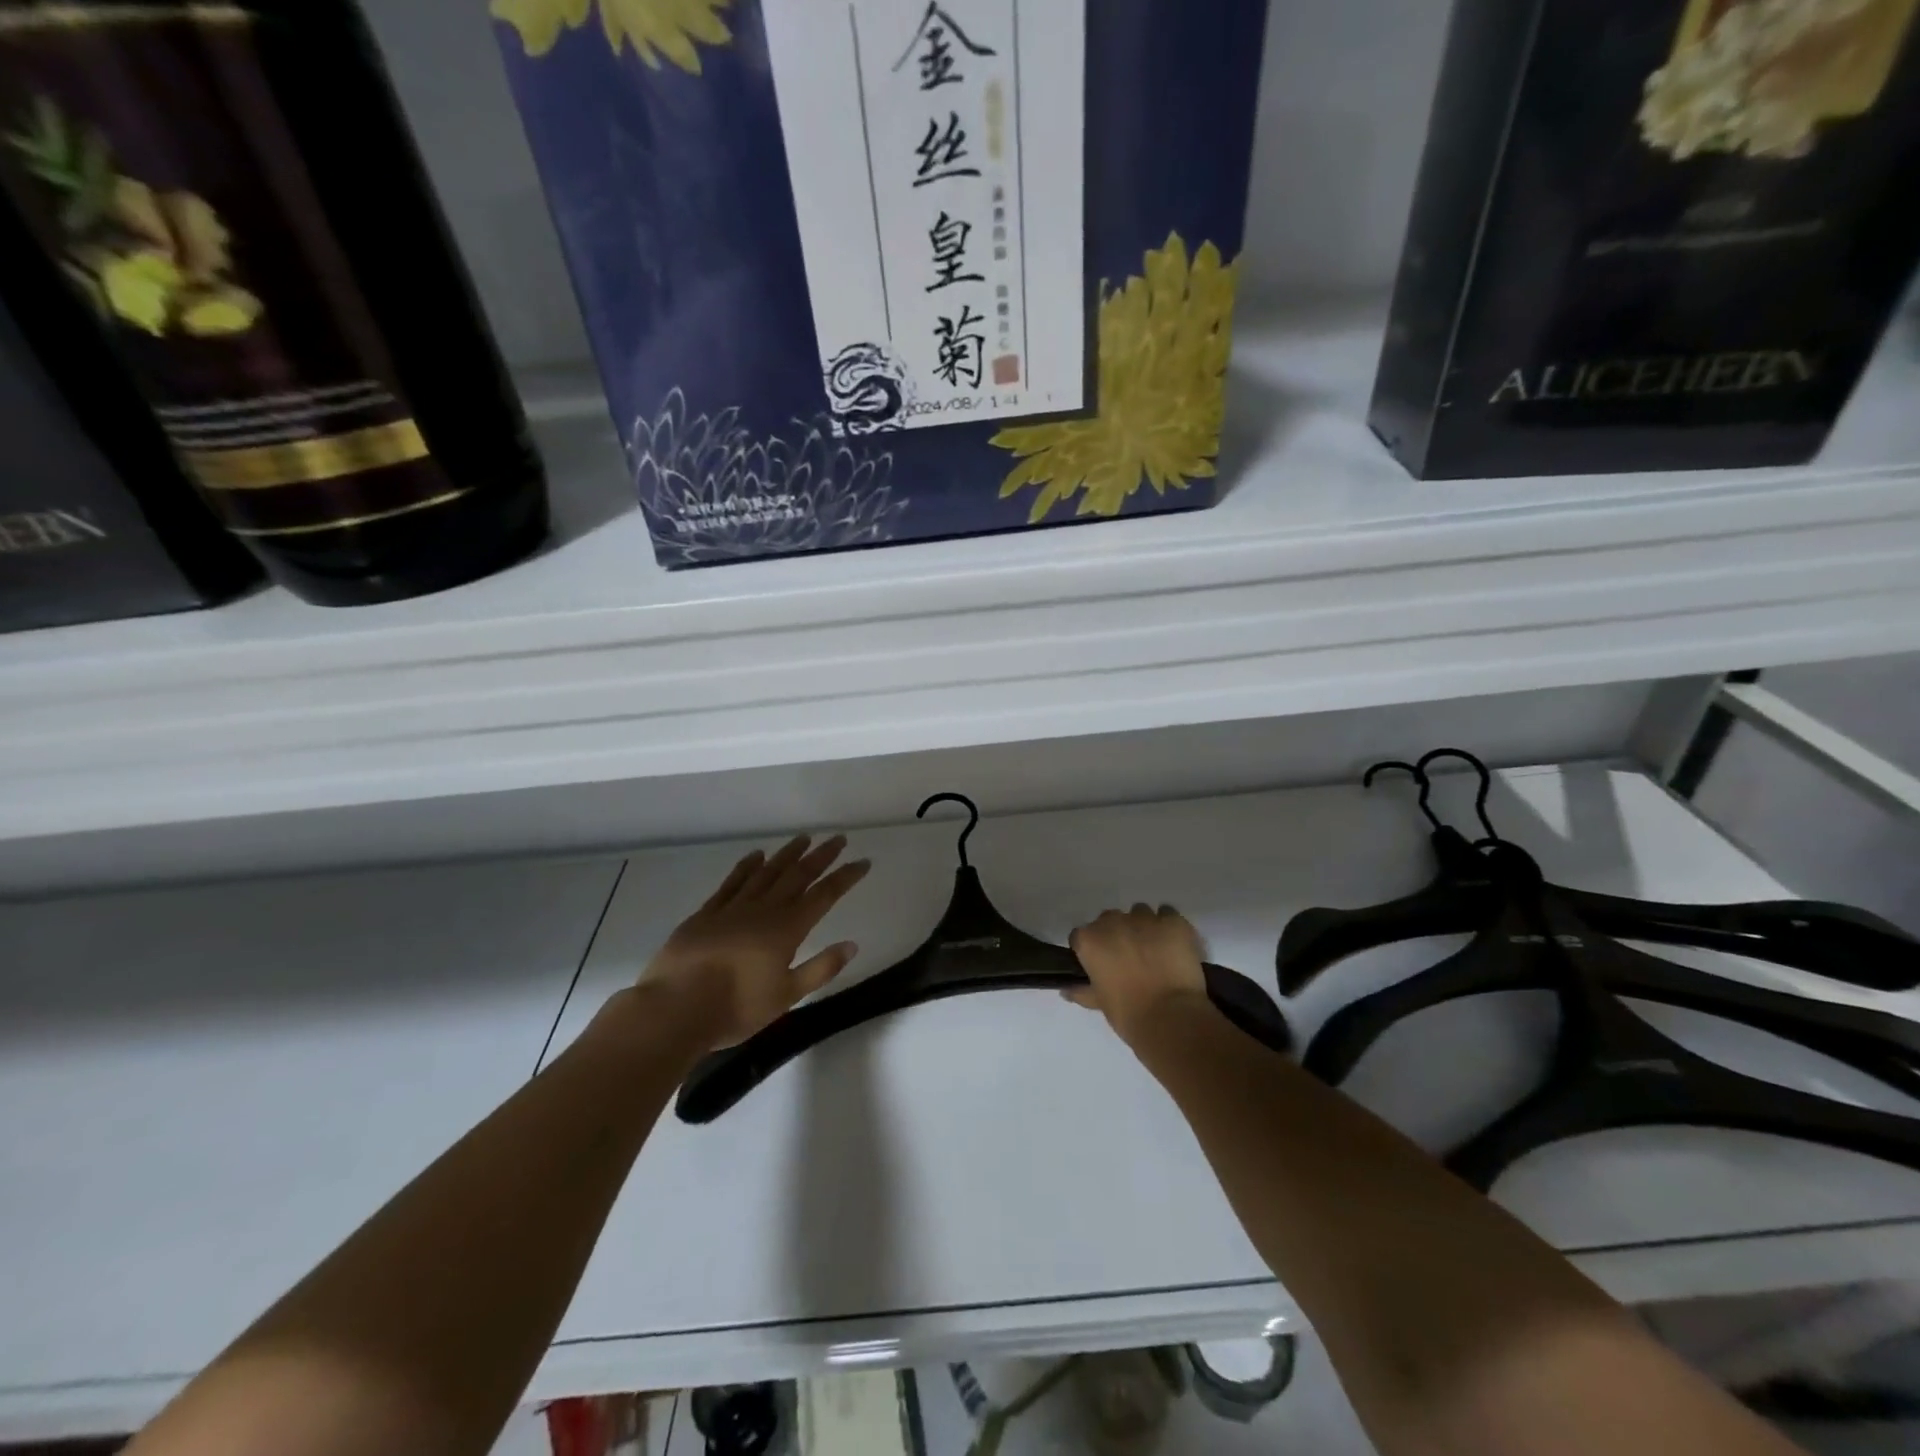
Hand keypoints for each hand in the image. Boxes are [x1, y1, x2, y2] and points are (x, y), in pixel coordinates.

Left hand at [637, 835, 870, 1051]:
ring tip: (803, 839)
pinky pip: (732, 882)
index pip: (824, 895)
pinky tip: (756, 856)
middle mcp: (763, 910)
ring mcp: (732, 908)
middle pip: (797, 875)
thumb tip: (851, 944)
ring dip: (787, 854)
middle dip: (821, 856)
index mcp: (787, 929)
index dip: (845, 877)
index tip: (863, 862)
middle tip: (838, 839)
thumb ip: (820, 968)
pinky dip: (746, 866)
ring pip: (766, 872)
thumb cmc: (736, 1008)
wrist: (674, 1008)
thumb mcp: (786, 996)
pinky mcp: (706, 914)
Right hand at [1066, 904, 1211, 1045]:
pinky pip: (1168, 914)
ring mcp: (1145, 918)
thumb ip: (1082, 991)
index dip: (1091, 949)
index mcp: (1089, 940)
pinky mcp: (1174, 921)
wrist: (1171, 1018)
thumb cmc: (1128, 1013)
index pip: (1081, 936)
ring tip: (1155, 952)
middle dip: (1117, 934)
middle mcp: (1113, 921)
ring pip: (1140, 913)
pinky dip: (1169, 927)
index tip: (1101, 964)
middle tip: (1129, 959)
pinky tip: (1174, 946)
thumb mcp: (1099, 1003)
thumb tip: (1066, 989)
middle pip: (1110, 920)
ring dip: (1143, 927)